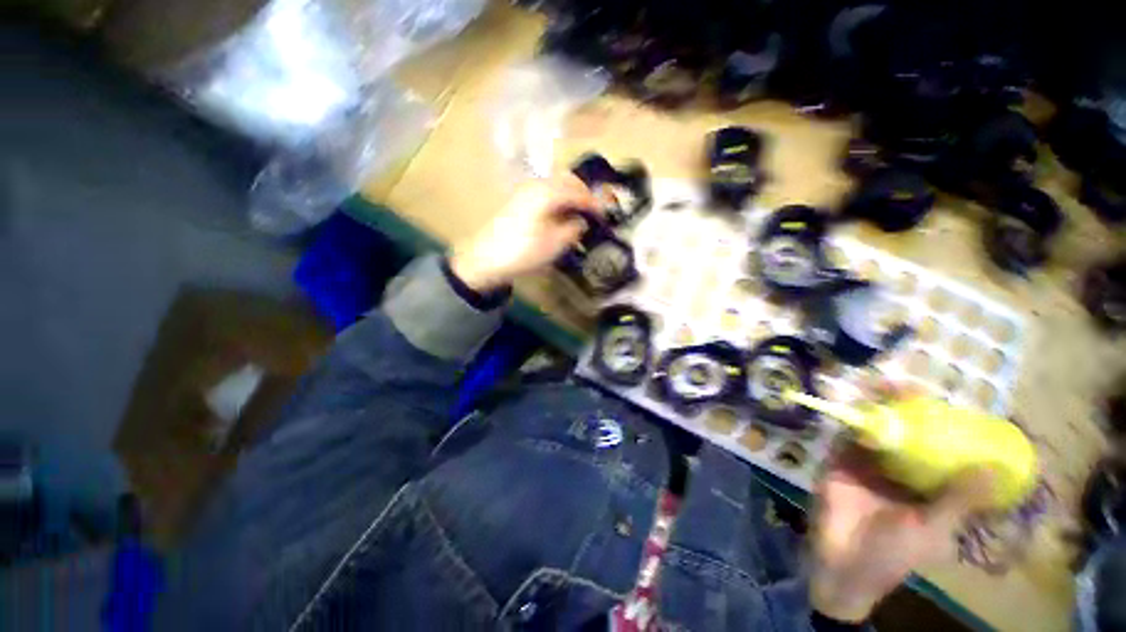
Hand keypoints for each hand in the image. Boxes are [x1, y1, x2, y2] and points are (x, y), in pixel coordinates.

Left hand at [450, 174, 599, 292]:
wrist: (485, 258)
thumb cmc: (523, 251)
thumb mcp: (554, 244)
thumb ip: (573, 229)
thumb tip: (582, 222)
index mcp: (548, 193)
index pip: (578, 193)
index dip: (594, 204)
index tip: (605, 216)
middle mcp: (537, 185)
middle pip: (567, 180)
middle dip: (583, 193)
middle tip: (593, 211)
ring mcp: (525, 191)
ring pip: (555, 184)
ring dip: (570, 195)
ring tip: (578, 214)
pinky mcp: (518, 200)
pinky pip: (545, 192)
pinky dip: (558, 199)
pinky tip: (560, 215)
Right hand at [810, 386, 994, 621]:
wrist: (842, 561)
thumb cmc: (894, 553)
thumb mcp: (932, 530)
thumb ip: (957, 502)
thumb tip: (993, 469)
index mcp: (929, 486)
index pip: (941, 449)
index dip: (944, 424)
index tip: (946, 402)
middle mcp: (901, 470)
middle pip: (906, 432)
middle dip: (904, 407)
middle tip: (903, 386)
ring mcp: (868, 464)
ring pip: (875, 430)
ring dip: (875, 408)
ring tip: (877, 386)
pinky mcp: (840, 462)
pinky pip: (846, 437)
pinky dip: (849, 421)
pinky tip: (853, 408)